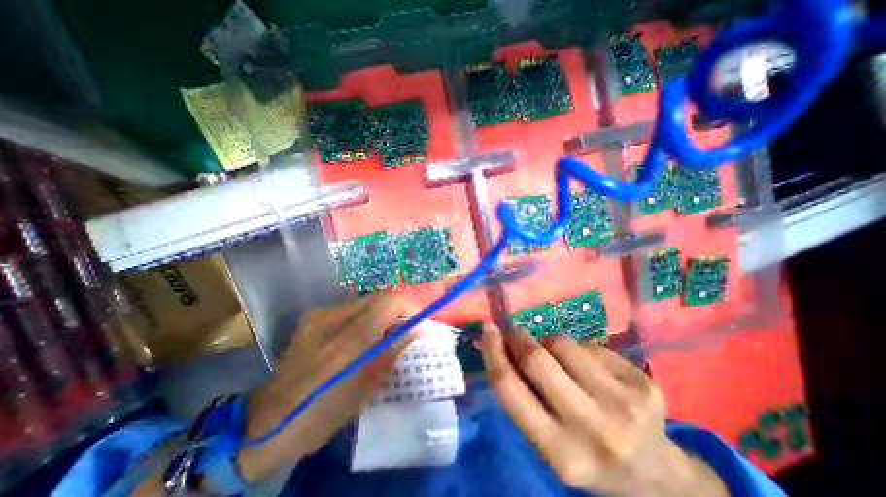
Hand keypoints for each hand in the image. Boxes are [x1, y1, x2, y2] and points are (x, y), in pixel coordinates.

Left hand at [237, 295, 413, 480]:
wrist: (266, 422)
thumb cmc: (322, 414)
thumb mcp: (365, 388)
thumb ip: (391, 351)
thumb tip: (416, 328)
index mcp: (346, 343)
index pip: (387, 303)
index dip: (407, 307)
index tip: (417, 322)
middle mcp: (331, 319)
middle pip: (377, 297)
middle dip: (397, 308)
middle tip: (404, 327)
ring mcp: (319, 314)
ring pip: (364, 300)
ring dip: (381, 312)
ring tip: (385, 332)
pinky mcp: (313, 315)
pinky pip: (350, 307)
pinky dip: (365, 316)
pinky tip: (362, 334)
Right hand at [484, 326, 726, 496]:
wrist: (654, 475)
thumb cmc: (585, 454)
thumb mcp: (545, 439)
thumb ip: (519, 394)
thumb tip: (493, 345)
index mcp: (559, 453)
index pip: (510, 390)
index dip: (493, 352)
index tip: (487, 330)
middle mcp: (593, 430)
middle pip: (537, 360)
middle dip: (518, 337)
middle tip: (515, 333)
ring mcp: (624, 405)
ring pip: (563, 344)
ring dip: (549, 343)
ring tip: (558, 358)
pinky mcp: (643, 384)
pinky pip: (589, 344)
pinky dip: (578, 348)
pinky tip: (589, 368)